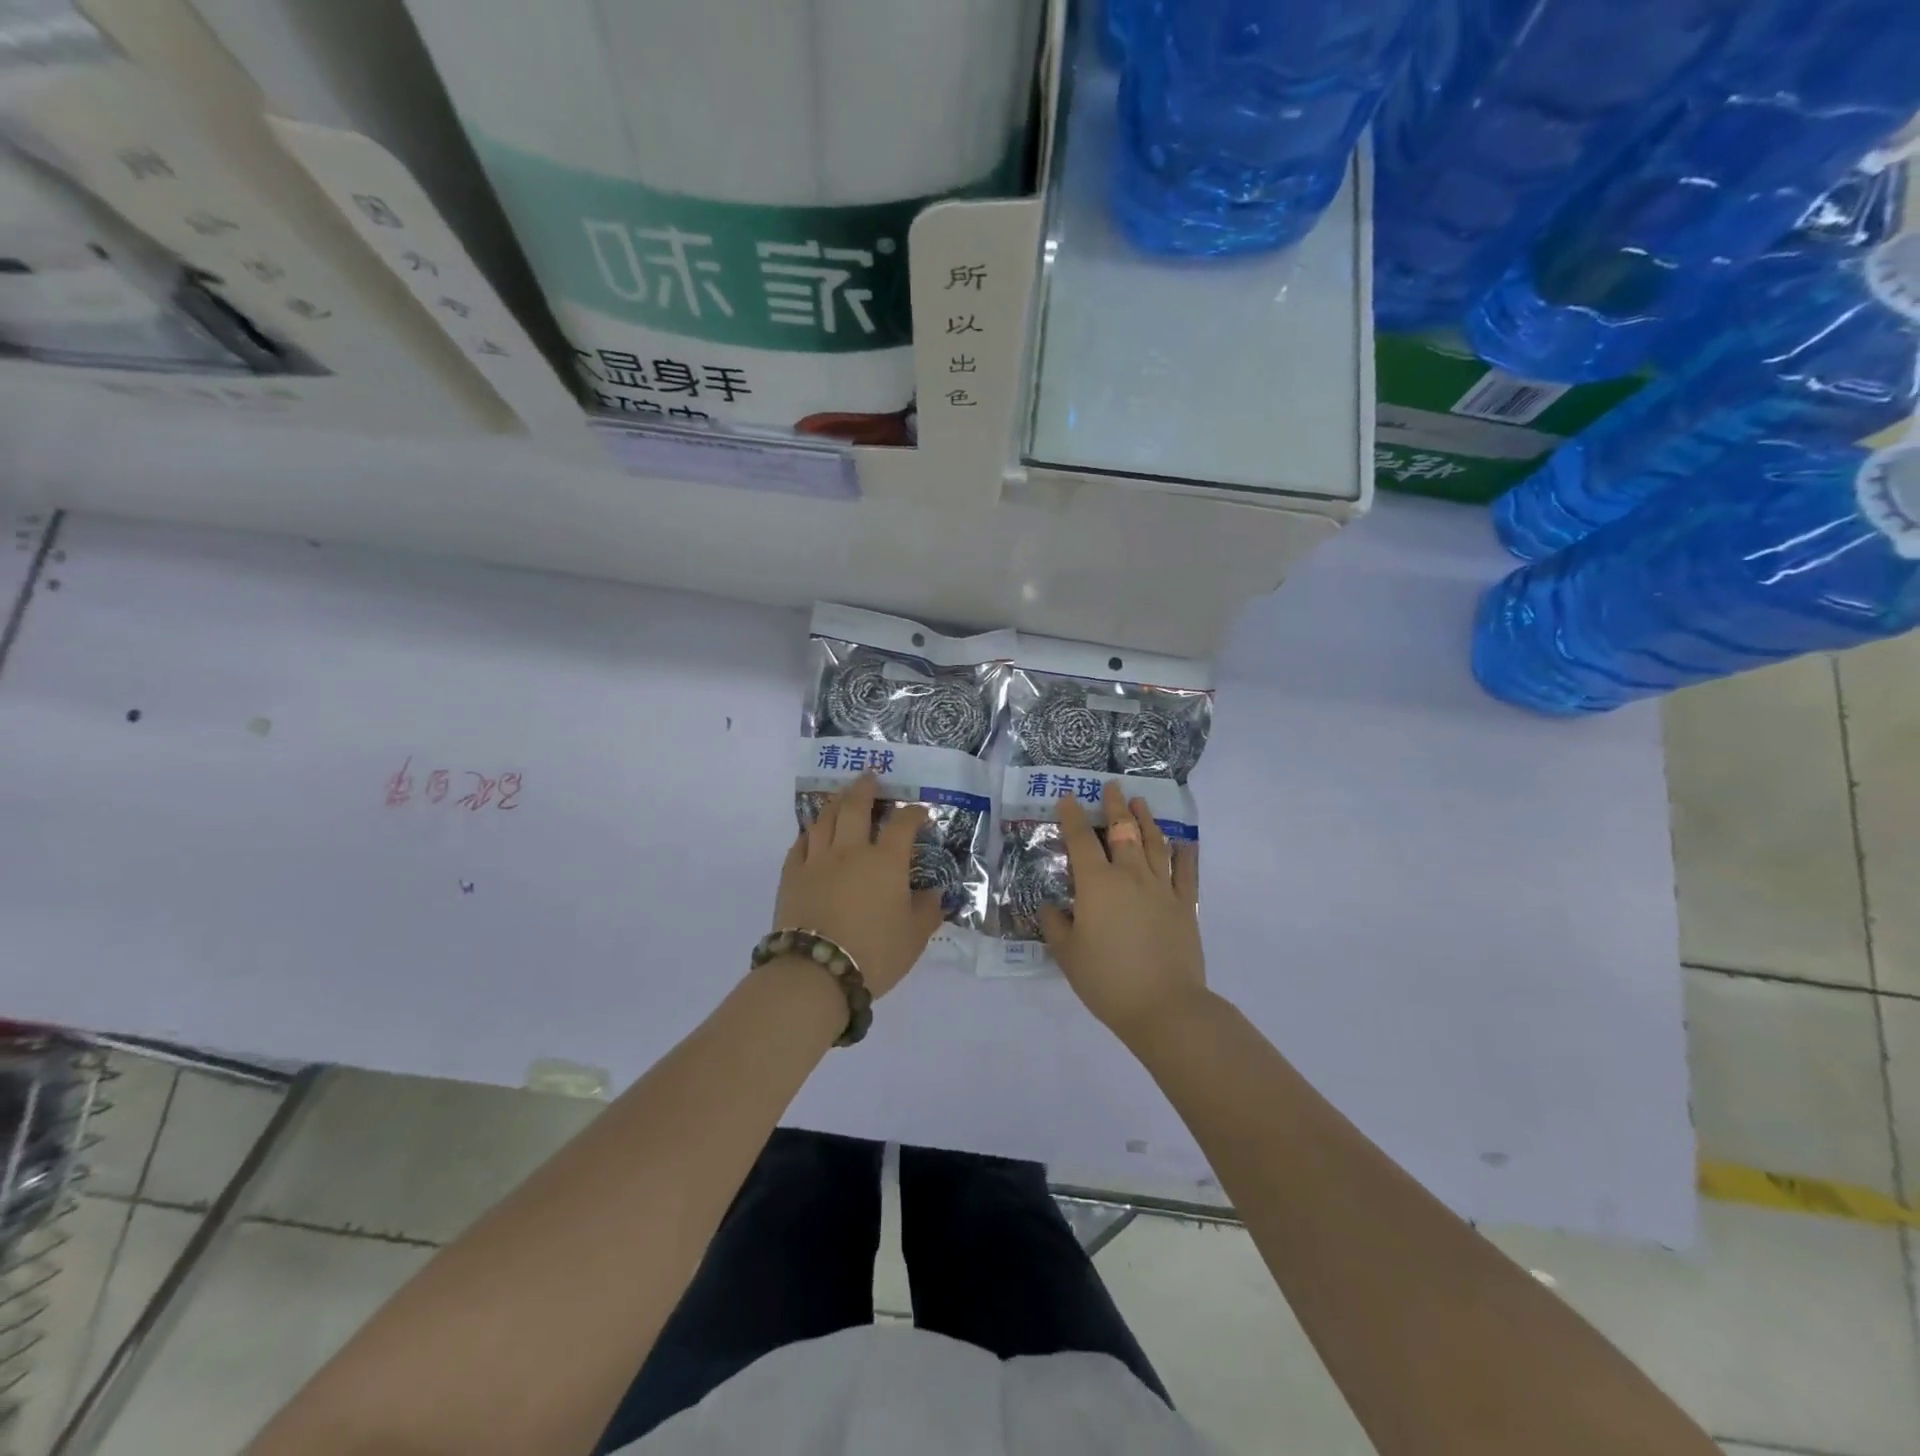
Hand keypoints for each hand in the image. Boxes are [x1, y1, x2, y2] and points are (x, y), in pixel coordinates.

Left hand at [772, 773, 944, 997]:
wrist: (816, 972)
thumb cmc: (874, 954)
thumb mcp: (914, 938)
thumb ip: (927, 911)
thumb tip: (934, 893)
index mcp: (885, 862)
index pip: (902, 825)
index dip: (913, 813)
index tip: (919, 811)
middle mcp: (851, 851)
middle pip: (857, 808)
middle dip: (866, 789)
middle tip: (870, 777)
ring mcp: (817, 861)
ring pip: (825, 819)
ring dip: (836, 802)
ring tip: (842, 796)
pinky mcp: (792, 875)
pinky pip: (800, 844)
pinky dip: (809, 833)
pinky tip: (812, 832)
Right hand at [1041, 781, 1206, 1047]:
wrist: (1164, 1007)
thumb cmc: (1107, 980)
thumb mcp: (1067, 954)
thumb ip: (1056, 925)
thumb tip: (1052, 906)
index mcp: (1097, 884)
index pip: (1081, 841)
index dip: (1073, 817)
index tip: (1069, 798)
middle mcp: (1130, 876)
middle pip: (1123, 831)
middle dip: (1115, 806)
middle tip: (1112, 787)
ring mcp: (1162, 888)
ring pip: (1154, 843)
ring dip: (1147, 819)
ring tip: (1141, 802)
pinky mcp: (1185, 905)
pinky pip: (1185, 871)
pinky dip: (1183, 852)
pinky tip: (1182, 842)